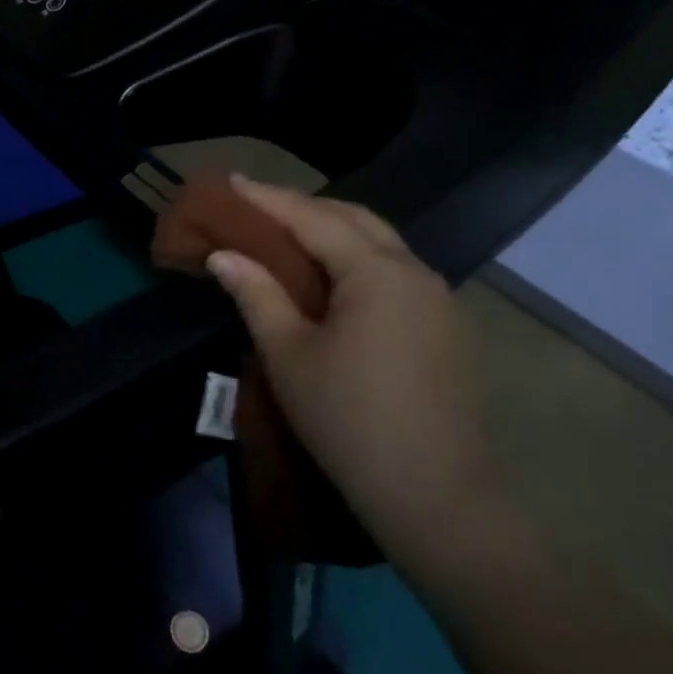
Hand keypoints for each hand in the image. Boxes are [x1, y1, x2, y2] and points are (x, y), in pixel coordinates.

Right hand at [205, 177, 492, 535]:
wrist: (433, 492)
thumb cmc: (347, 419)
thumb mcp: (289, 355)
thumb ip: (257, 295)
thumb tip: (224, 256)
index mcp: (376, 272)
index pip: (313, 219)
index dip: (268, 199)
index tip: (231, 181)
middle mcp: (416, 272)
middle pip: (356, 220)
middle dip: (305, 208)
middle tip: (258, 206)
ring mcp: (441, 300)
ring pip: (382, 246)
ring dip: (336, 233)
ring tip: (290, 238)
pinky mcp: (448, 329)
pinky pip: (397, 275)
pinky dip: (359, 263)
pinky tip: (337, 282)